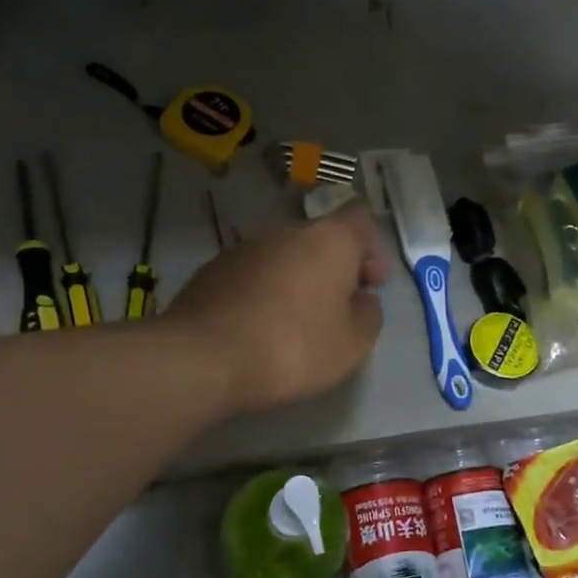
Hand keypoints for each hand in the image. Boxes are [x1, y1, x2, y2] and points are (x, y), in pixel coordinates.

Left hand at [163, 203, 388, 415]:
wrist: (205, 358)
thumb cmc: (295, 347)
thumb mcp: (354, 343)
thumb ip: (368, 313)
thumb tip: (360, 299)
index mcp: (329, 239)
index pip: (360, 219)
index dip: (371, 250)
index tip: (369, 285)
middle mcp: (285, 232)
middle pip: (320, 240)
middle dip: (332, 269)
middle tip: (336, 310)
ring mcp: (243, 248)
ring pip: (283, 258)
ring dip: (296, 282)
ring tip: (294, 324)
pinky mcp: (211, 271)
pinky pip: (252, 277)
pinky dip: (262, 294)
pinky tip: (259, 329)